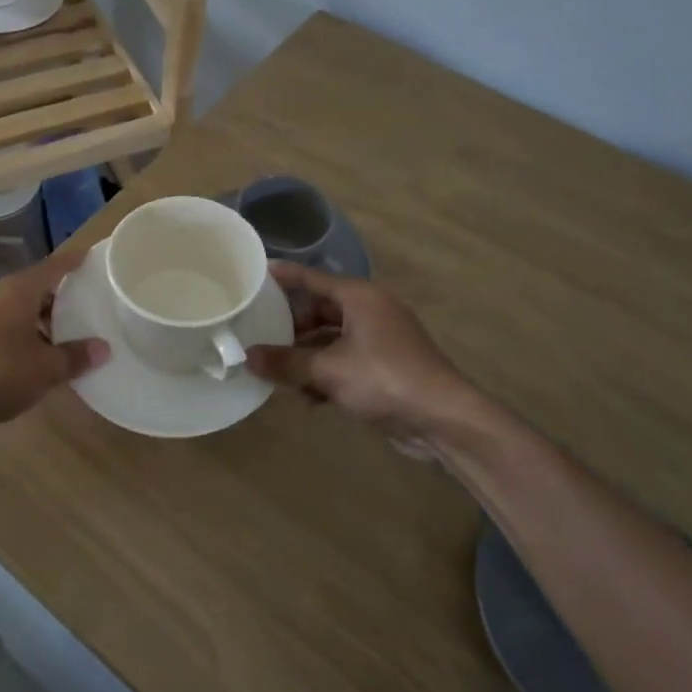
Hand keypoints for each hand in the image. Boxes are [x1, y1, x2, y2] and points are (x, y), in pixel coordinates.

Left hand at [0, 241, 109, 436]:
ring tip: (71, 336)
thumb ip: (75, 356)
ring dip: (43, 322)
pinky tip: (41, 360)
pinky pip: (7, 332)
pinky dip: (26, 339)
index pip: (53, 266)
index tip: (93, 257)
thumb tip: (103, 348)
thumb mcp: (45, 368)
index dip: (74, 262)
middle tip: (91, 304)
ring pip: (20, 312)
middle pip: (36, 288)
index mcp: (18, 290)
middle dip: (62, 296)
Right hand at [246, 263, 484, 435]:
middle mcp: (370, 312)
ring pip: (330, 341)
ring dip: (306, 358)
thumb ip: (286, 363)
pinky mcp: (385, 369)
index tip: (256, 272)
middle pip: (320, 312)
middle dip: (291, 329)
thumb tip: (247, 357)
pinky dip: (325, 375)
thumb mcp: (328, 370)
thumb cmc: (384, 379)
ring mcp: (380, 341)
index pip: (313, 278)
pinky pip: (344, 363)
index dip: (285, 276)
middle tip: (260, 337)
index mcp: (360, 298)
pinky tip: (306, 398)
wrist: (444, 419)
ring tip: (276, 373)